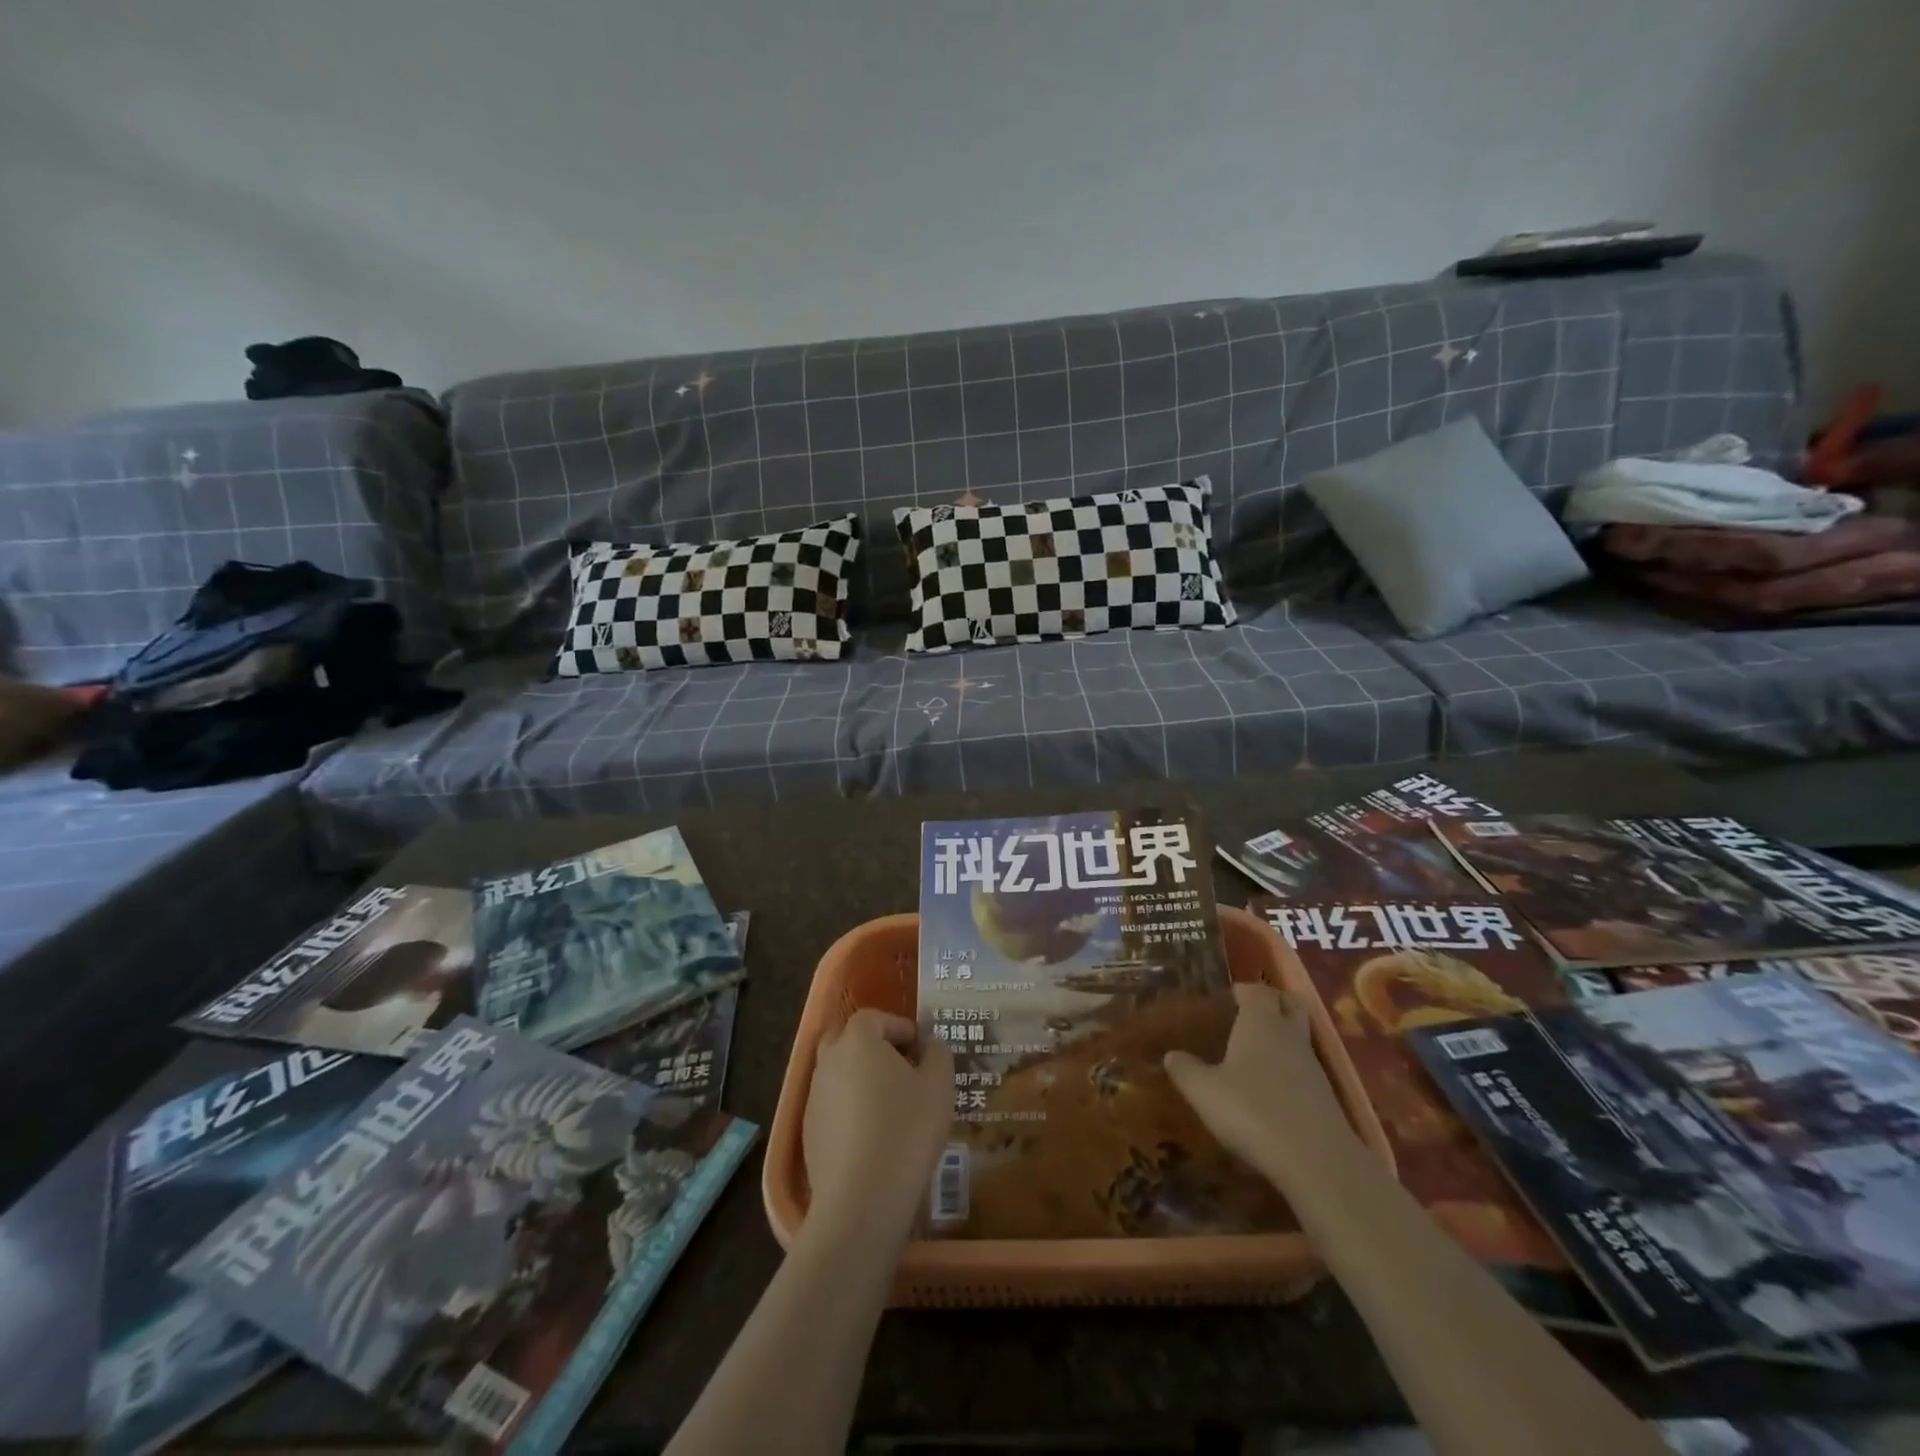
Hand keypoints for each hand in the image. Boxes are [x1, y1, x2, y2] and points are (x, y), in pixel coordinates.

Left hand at [803, 1009, 953, 1238]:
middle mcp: (829, 1060)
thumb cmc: (906, 1130)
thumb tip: (928, 1045)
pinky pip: (833, 1106)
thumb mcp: (938, 1086)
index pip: (875, 1017)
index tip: (921, 1048)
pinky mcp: (809, 1132)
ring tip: (892, 1105)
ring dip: (862, 1079)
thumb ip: (937, 1054)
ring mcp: (814, 1097)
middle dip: (874, 1048)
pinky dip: (851, 1110)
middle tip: (902, 1069)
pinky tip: (874, 1136)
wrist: (861, 1200)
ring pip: (839, 1073)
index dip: (899, 1027)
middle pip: (848, 1040)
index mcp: (858, 1040)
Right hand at [1164, 982, 1358, 1188]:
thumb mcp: (1204, 1092)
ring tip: (1255, 1055)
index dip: (1242, 991)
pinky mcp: (1327, 1096)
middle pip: (1289, 1004)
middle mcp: (1289, 1034)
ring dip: (1282, 1038)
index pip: (1256, 990)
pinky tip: (1272, 1090)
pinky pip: (1306, 1068)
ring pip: (1299, 1036)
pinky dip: (1291, 1069)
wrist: (1317, 1161)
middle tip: (1248, 1015)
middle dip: (1272, 1003)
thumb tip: (1170, 1055)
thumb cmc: (1252, 1112)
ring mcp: (1313, 1066)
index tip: (1226, 999)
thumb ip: (1185, 1070)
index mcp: (1260, 1022)